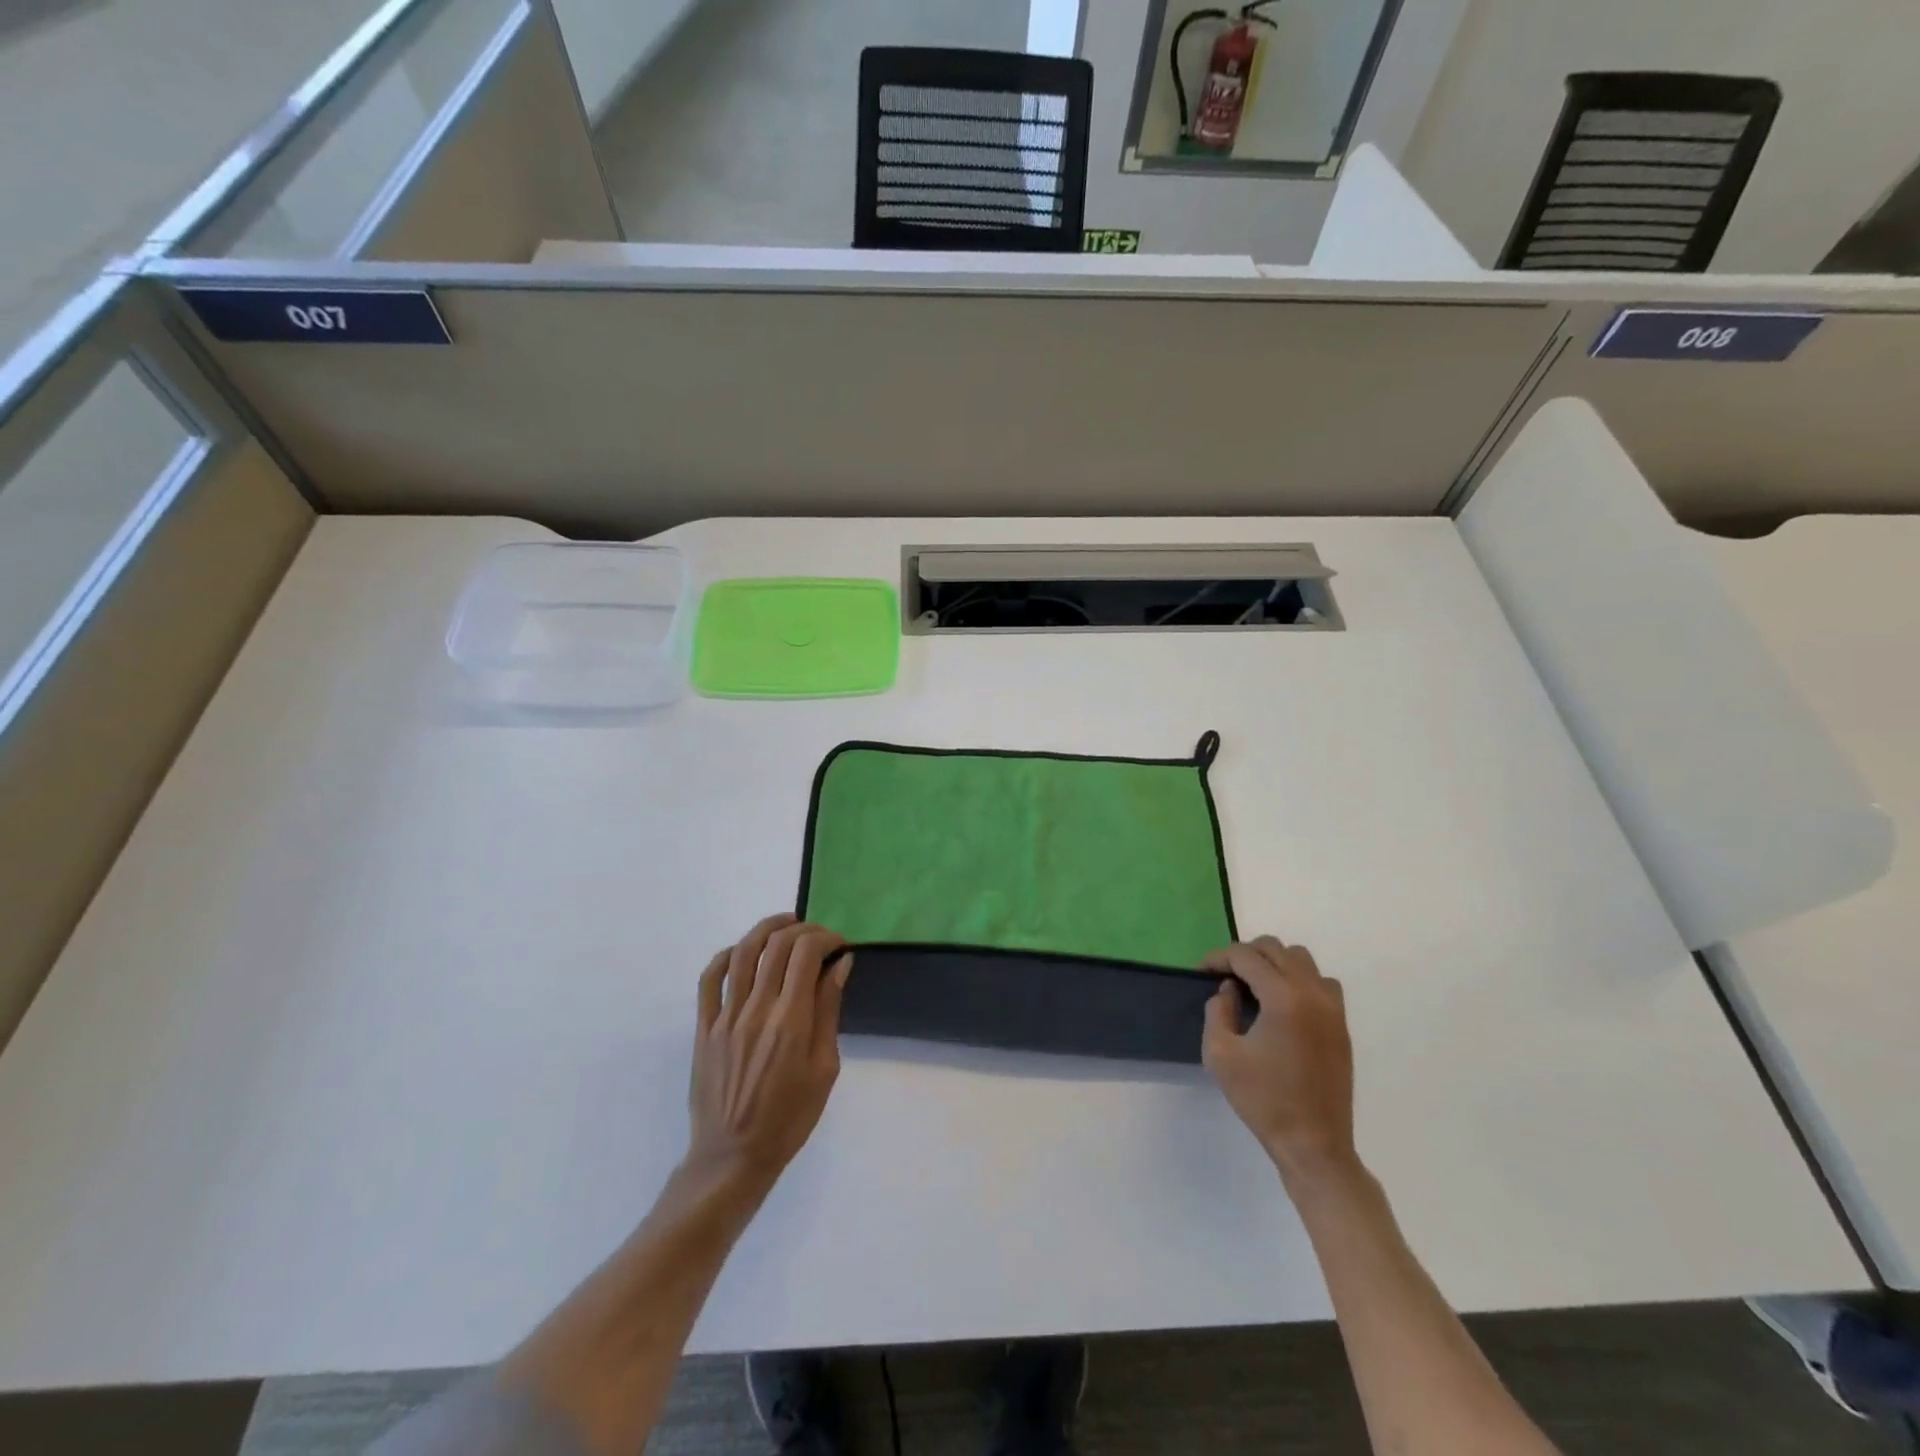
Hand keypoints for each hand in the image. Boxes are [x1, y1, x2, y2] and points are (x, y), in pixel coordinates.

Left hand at [687, 914, 850, 1189]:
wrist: (733, 1157)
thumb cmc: (790, 1118)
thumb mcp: (825, 1068)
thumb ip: (829, 1011)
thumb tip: (840, 964)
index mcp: (791, 1022)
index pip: (806, 954)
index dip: (826, 938)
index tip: (840, 946)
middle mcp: (757, 1010)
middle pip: (777, 945)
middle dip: (803, 930)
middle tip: (819, 938)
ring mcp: (726, 1017)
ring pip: (743, 952)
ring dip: (766, 929)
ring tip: (785, 925)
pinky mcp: (704, 1027)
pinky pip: (710, 979)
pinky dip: (727, 955)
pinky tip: (744, 951)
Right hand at [1201, 937, 1356, 1185]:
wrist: (1313, 1144)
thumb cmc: (1262, 1099)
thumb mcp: (1220, 1054)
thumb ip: (1218, 1011)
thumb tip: (1228, 990)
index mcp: (1283, 998)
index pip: (1246, 956)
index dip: (1218, 957)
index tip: (1201, 971)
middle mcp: (1312, 993)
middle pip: (1275, 949)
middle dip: (1245, 955)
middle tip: (1223, 976)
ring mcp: (1332, 1008)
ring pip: (1301, 959)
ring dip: (1274, 963)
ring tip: (1253, 986)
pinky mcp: (1341, 1024)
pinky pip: (1321, 982)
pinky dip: (1298, 979)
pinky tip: (1282, 1003)